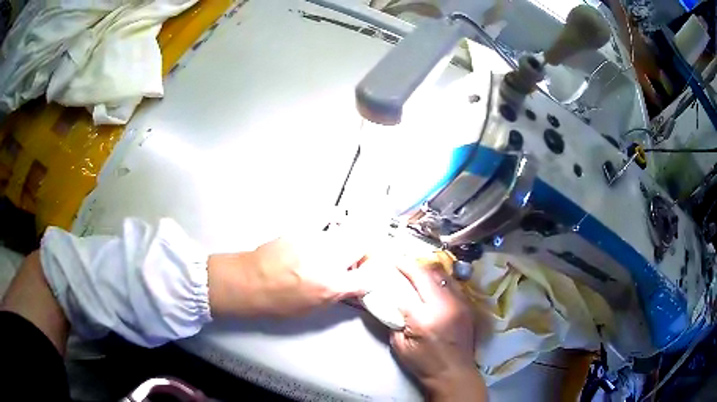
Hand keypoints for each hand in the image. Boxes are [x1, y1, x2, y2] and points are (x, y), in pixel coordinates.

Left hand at [208, 229, 369, 317]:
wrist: (249, 281)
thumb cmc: (275, 300)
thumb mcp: (312, 307)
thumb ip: (337, 293)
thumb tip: (351, 285)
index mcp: (332, 285)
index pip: (369, 275)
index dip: (373, 274)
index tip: (370, 274)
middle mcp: (328, 260)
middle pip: (363, 243)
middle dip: (366, 250)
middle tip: (358, 257)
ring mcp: (315, 241)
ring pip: (346, 232)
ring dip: (347, 242)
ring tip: (335, 252)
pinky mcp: (303, 231)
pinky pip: (325, 229)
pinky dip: (328, 236)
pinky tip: (316, 247)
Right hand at [390, 262, 486, 400]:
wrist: (454, 373)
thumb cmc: (423, 363)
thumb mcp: (399, 345)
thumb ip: (394, 320)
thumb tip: (388, 300)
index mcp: (424, 318)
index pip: (408, 286)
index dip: (398, 271)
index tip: (389, 263)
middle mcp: (445, 305)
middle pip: (427, 274)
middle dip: (411, 264)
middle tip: (400, 261)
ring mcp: (459, 303)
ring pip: (442, 275)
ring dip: (426, 269)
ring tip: (414, 268)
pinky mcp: (467, 306)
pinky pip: (452, 284)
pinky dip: (439, 278)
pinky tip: (431, 281)